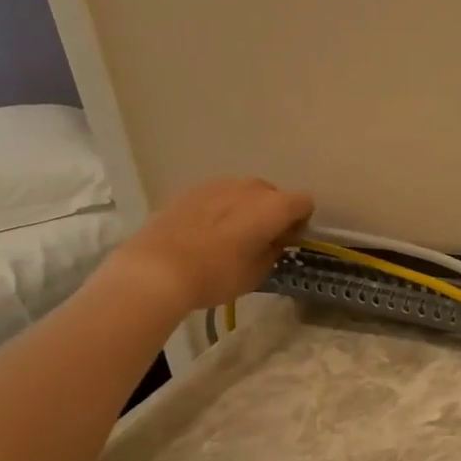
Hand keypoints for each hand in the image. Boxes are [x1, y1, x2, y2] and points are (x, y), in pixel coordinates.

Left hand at [109, 178, 313, 311]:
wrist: (156, 270)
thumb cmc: (216, 275)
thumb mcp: (257, 273)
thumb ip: (273, 251)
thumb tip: (274, 240)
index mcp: (274, 206)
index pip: (304, 203)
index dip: (300, 222)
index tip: (288, 241)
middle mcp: (250, 187)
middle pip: (273, 194)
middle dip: (273, 213)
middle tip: (261, 240)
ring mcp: (218, 184)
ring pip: (244, 192)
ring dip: (245, 209)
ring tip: (230, 236)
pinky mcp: (191, 190)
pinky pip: (218, 196)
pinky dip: (220, 209)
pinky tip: (206, 233)